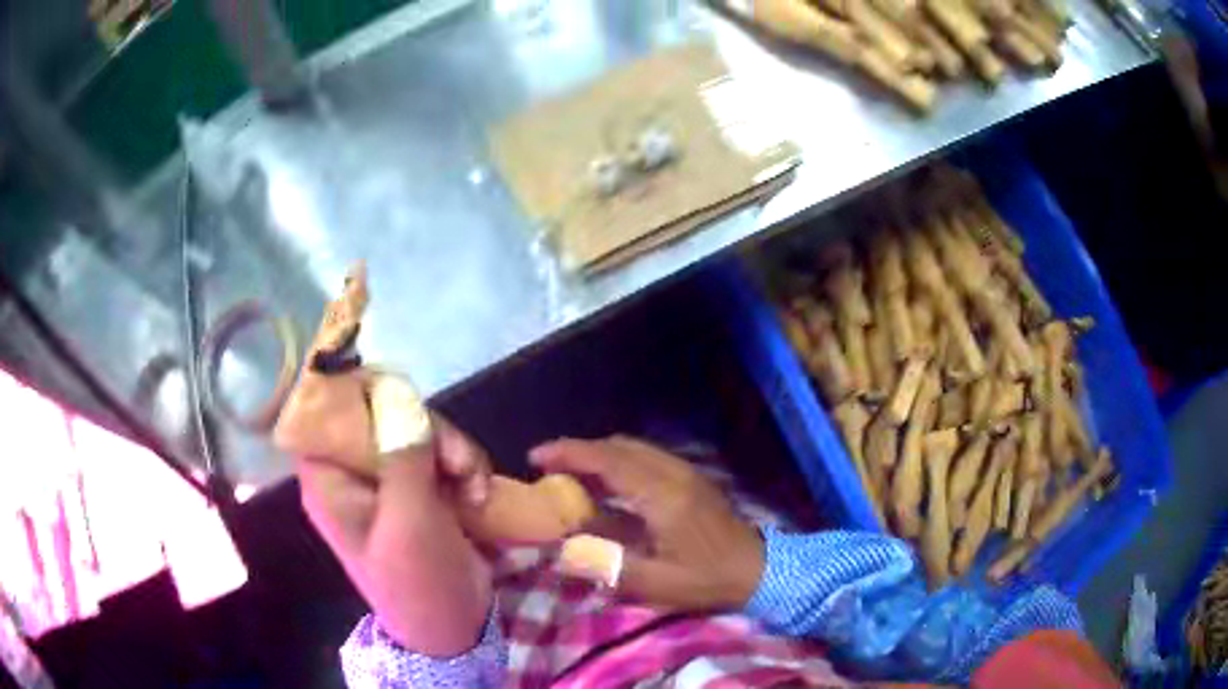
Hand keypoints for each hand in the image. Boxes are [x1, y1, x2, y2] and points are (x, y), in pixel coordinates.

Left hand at [286, 368, 493, 656]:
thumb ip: (402, 458)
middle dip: (426, 429)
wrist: (454, 627)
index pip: (325, 413)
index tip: (399, 391)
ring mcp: (389, 479)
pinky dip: (465, 466)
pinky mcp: (420, 489)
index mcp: (330, 480)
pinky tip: (479, 494)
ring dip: (454, 451)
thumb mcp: (409, 523)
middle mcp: (353, 473)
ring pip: (418, 430)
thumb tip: (399, 395)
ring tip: (475, 487)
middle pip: (381, 414)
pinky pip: (441, 454)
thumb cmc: (417, 582)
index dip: (354, 391)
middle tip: (458, 463)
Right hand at [530, 436, 763, 611]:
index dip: (570, 453)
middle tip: (547, 468)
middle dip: (579, 451)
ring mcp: (685, 472)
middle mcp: (673, 473)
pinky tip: (608, 484)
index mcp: (663, 495)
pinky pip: (646, 457)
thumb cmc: (707, 579)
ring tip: (570, 475)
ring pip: (633, 448)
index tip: (536, 456)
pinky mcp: (692, 478)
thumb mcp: (658, 583)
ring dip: (599, 455)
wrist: (760, 570)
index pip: (609, 460)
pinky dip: (618, 461)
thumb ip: (610, 565)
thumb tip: (563, 550)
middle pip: (618, 447)